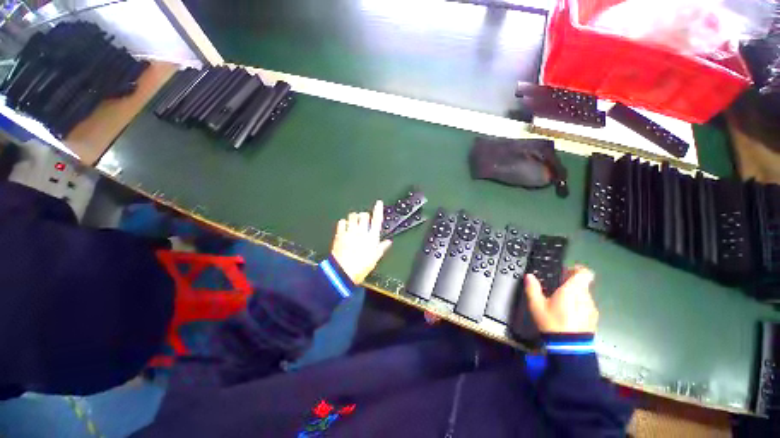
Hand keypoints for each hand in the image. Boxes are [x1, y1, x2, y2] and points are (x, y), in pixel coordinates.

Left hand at [330, 201, 392, 283]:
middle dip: (364, 216)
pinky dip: (344, 222)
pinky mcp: (340, 234)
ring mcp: (350, 231)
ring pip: (352, 216)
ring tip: (354, 222)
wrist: (342, 272)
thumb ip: (381, 248)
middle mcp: (361, 231)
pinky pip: (342, 222)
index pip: (377, 220)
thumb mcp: (374, 259)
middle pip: (364, 215)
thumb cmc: (361, 267)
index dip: (378, 210)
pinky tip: (344, 226)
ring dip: (354, 217)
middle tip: (364, 221)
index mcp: (372, 237)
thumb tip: (388, 242)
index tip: (379, 202)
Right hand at [524, 266, 598, 333]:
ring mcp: (592, 309)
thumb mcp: (536, 305)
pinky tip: (568, 315)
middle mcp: (585, 297)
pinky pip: (586, 307)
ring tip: (561, 304)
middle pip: (582, 284)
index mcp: (573, 290)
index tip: (566, 272)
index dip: (576, 269)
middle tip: (557, 289)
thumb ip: (533, 288)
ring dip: (575, 296)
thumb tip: (529, 276)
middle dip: (570, 284)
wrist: (570, 348)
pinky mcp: (594, 319)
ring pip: (584, 296)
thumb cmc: (552, 322)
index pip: (584, 272)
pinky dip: (578, 307)